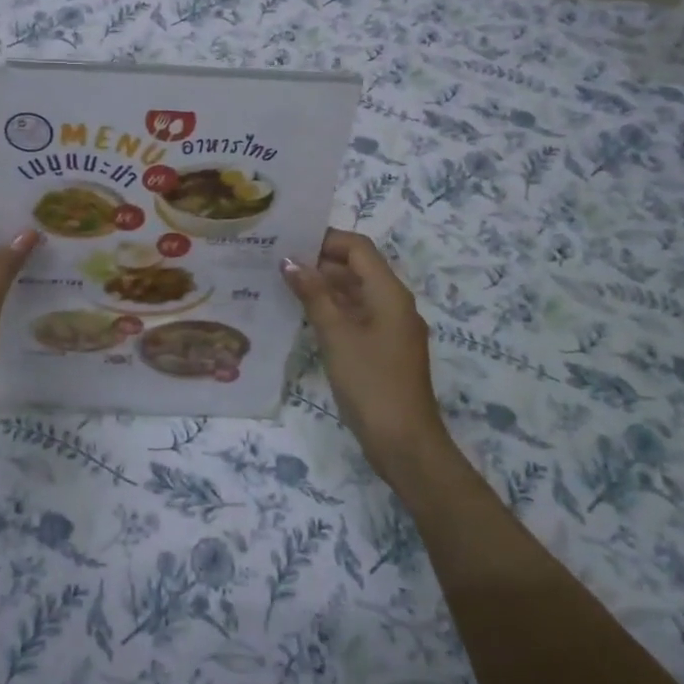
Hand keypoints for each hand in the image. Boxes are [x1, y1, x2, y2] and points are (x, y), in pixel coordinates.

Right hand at [283, 230, 448, 475]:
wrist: (405, 444)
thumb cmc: (371, 383)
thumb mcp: (337, 335)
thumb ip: (314, 295)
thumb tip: (289, 261)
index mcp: (389, 293)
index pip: (358, 247)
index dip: (326, 239)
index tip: (289, 241)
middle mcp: (394, 303)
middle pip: (357, 267)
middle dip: (320, 262)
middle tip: (278, 263)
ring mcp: (391, 328)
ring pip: (356, 293)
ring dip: (324, 287)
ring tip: (283, 286)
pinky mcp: (384, 349)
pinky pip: (357, 316)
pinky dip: (333, 310)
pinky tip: (304, 317)